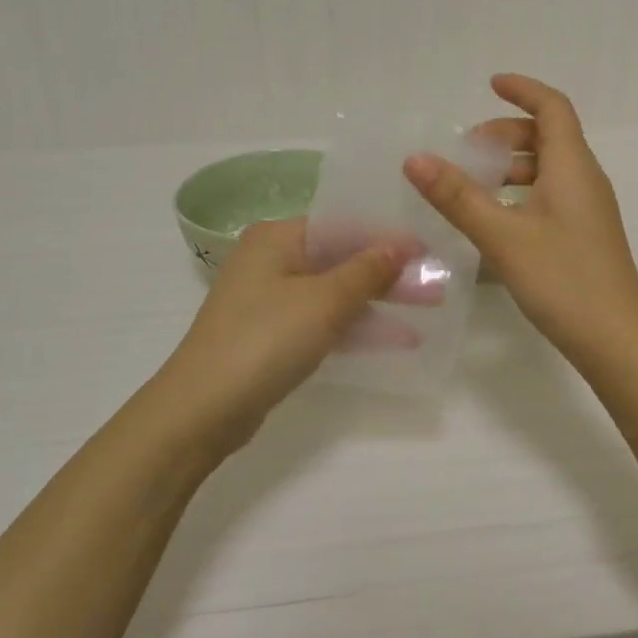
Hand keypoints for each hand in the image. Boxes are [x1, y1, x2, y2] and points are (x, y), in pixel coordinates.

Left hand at [153, 218, 418, 457]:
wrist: (201, 411)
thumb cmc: (265, 340)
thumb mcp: (324, 301)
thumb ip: (367, 270)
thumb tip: (402, 244)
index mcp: (278, 237)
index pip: (345, 225)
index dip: (389, 238)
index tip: (430, 251)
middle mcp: (272, 260)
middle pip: (342, 258)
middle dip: (389, 274)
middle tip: (436, 285)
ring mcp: (271, 299)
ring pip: (336, 292)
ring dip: (379, 302)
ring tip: (427, 312)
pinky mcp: (273, 334)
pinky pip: (324, 320)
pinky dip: (356, 326)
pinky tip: (395, 338)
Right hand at [405, 74, 637, 379]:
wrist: (616, 339)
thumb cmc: (563, 279)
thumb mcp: (502, 236)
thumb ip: (457, 197)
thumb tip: (415, 158)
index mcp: (572, 166)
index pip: (553, 107)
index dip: (523, 90)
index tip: (491, 84)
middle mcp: (585, 179)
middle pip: (550, 135)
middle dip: (508, 132)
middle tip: (468, 149)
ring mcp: (589, 209)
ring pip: (550, 168)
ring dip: (513, 165)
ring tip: (474, 184)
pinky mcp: (586, 235)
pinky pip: (553, 194)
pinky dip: (523, 191)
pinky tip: (497, 219)